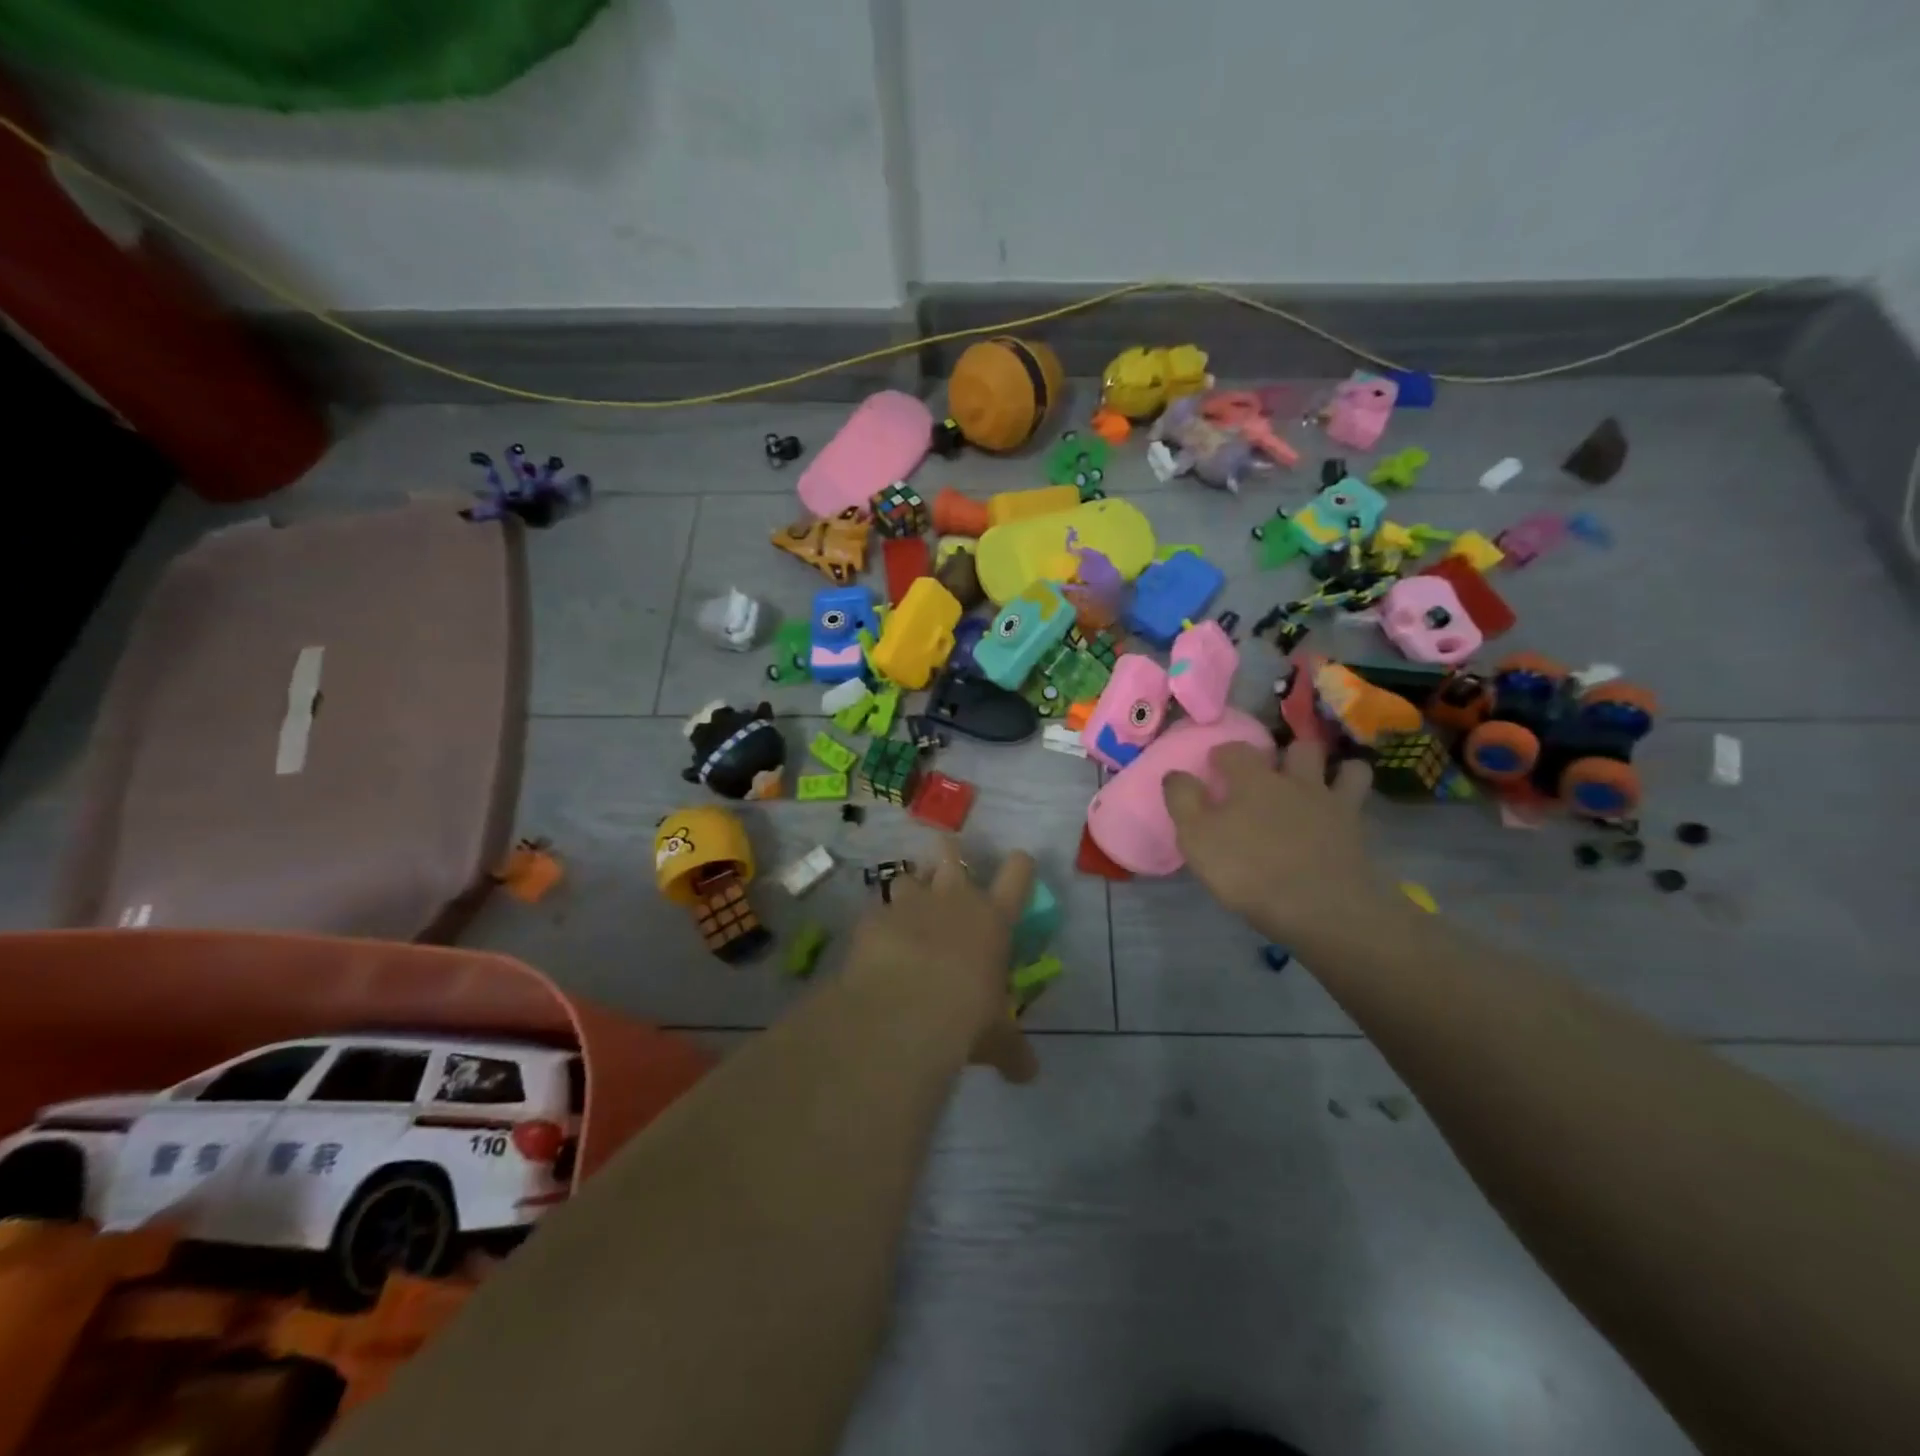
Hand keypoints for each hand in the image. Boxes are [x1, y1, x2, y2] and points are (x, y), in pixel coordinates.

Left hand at [844, 840, 1038, 1083]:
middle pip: (951, 852)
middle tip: (947, 867)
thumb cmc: (966, 1016)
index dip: (1020, 865)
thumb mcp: (996, 1038)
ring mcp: (910, 902)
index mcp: (993, 918)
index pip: (1018, 874)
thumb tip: (1028, 1074)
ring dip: (908, 888)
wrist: (906, 1008)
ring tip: (906, 907)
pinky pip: (875, 909)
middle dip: (948, 854)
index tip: (1019, 863)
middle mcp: (953, 898)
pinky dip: (877, 921)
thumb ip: (1012, 1050)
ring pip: (907, 874)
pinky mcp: (873, 917)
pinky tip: (874, 941)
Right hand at [1163, 739, 1375, 943]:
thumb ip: (1183, 800)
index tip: (1214, 764)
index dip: (1223, 753)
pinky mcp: (1358, 830)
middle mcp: (1295, 781)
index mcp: (1252, 779)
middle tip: (1275, 770)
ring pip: (1345, 768)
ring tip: (1321, 781)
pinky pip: (1362, 800)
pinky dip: (1353, 795)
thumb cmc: (1248, 870)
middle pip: (1299, 747)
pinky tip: (1345, 807)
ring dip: (1333, 769)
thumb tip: (1175, 773)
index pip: (1236, 750)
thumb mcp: (1196, 837)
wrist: (1320, 907)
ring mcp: (1332, 803)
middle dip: (1287, 752)